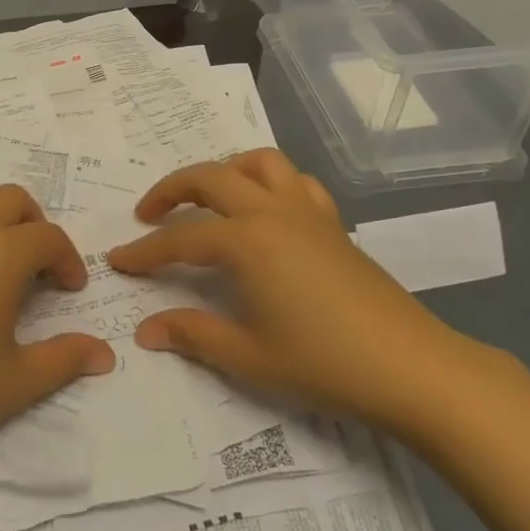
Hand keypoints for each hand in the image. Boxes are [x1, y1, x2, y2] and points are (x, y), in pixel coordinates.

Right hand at [108, 150, 479, 435]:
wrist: (412, 368)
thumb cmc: (324, 364)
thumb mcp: (248, 356)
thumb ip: (192, 335)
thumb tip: (146, 330)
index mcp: (246, 242)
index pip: (179, 240)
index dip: (144, 252)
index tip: (117, 260)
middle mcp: (271, 212)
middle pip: (209, 178)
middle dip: (170, 190)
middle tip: (147, 214)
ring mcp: (306, 212)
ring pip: (257, 162)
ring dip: (224, 171)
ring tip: (207, 198)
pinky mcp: (332, 222)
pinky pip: (295, 181)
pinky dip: (270, 182)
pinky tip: (265, 210)